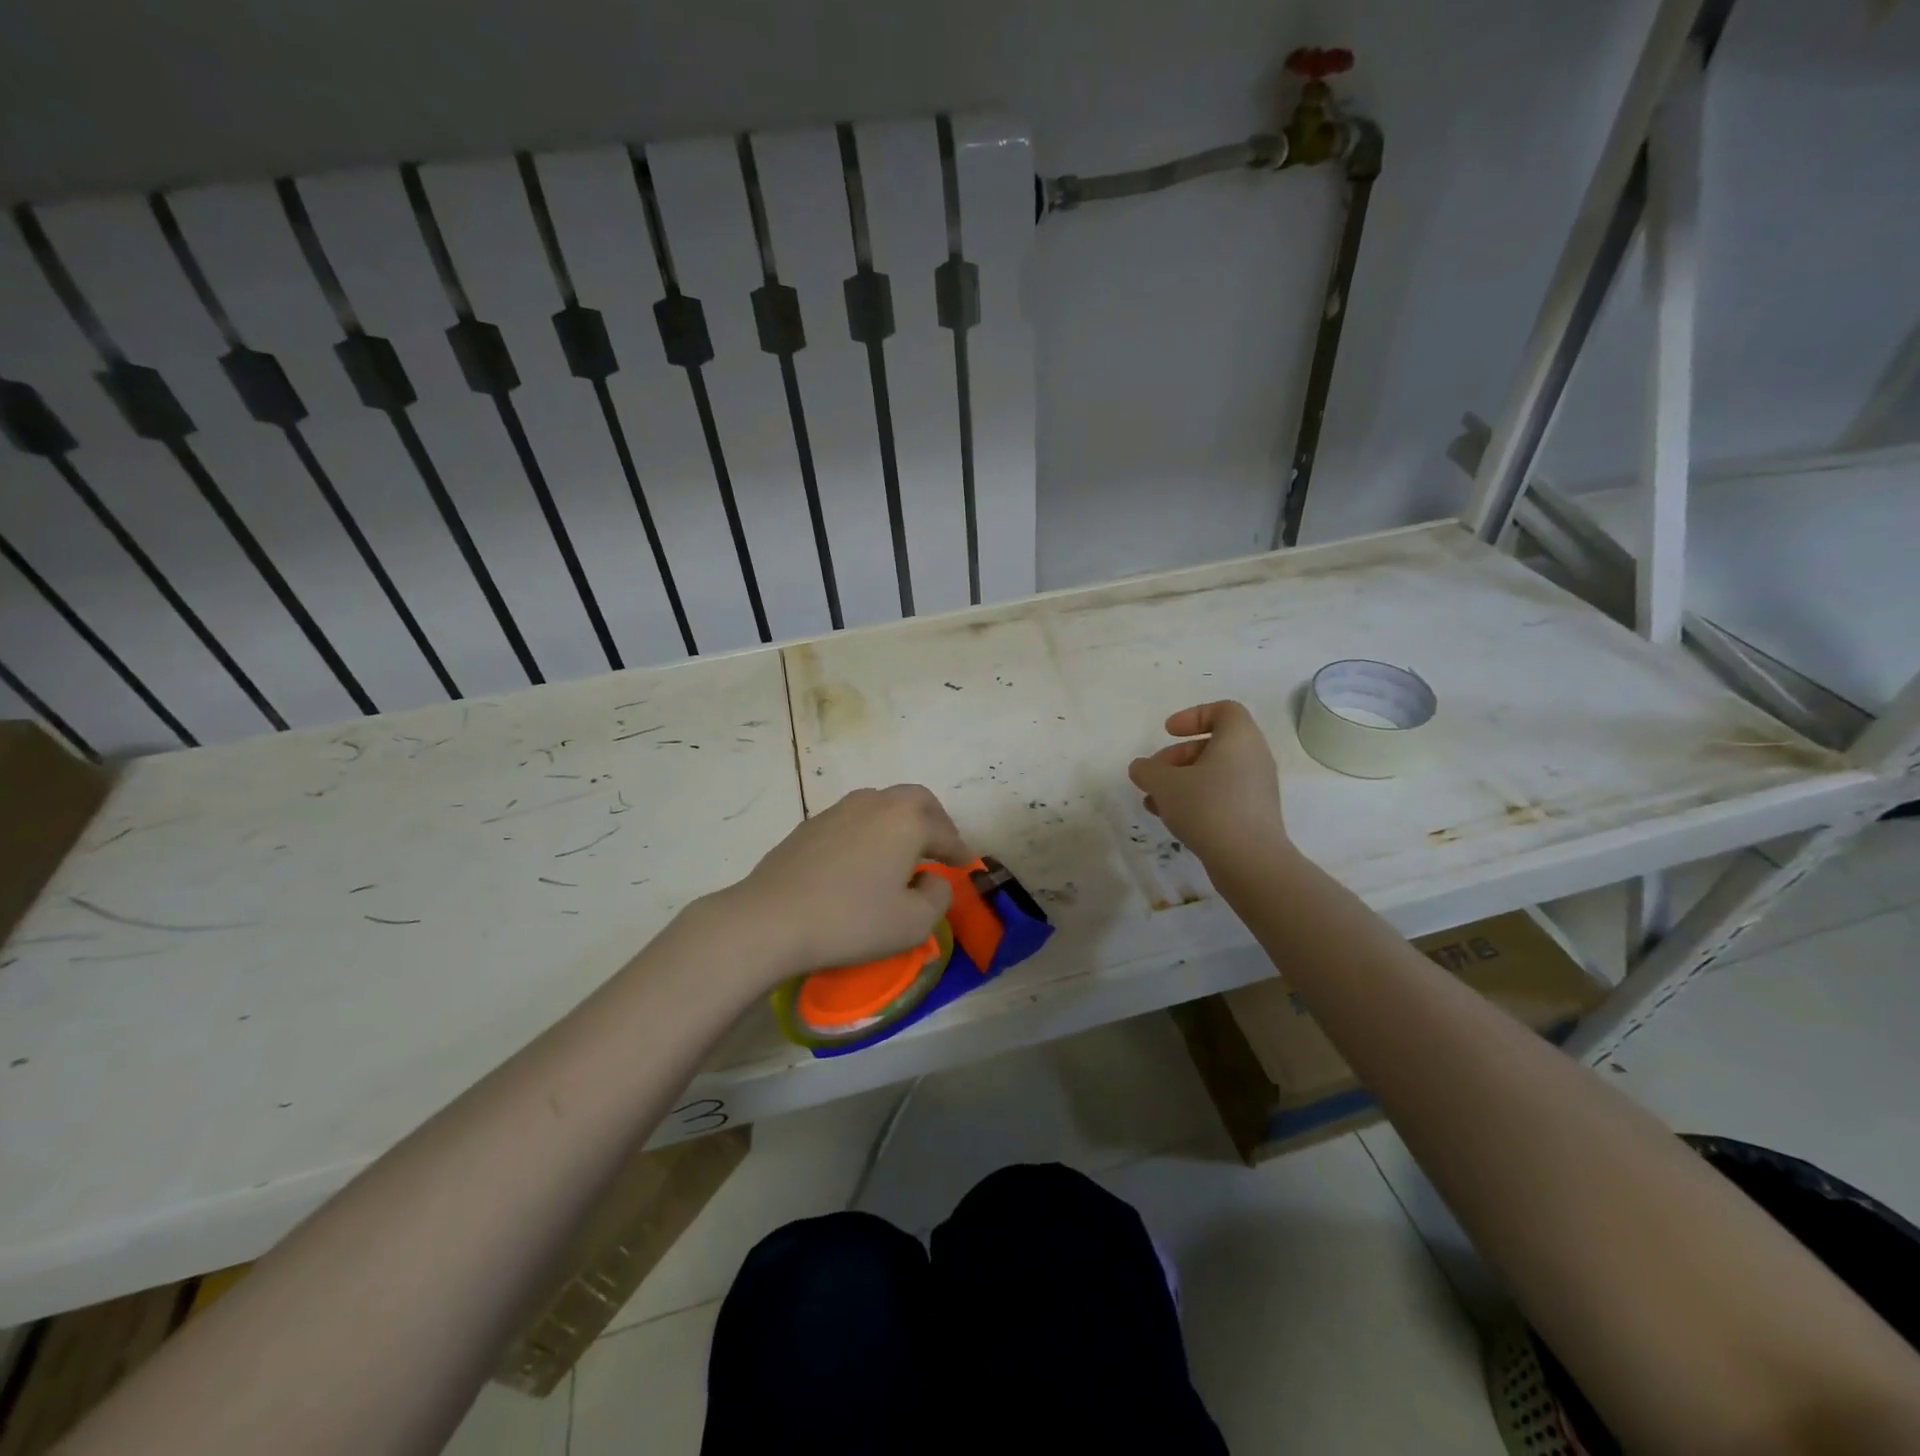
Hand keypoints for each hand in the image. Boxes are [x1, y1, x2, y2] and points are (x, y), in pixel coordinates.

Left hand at [721, 784, 971, 981]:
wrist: (771, 919)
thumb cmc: (851, 921)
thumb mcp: (913, 924)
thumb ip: (937, 897)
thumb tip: (932, 879)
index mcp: (906, 820)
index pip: (944, 832)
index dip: (959, 850)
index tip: (966, 865)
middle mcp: (875, 803)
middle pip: (915, 800)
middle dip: (934, 821)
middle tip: (939, 846)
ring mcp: (838, 810)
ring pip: (881, 804)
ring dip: (899, 822)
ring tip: (902, 852)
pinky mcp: (809, 825)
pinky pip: (852, 820)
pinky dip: (869, 832)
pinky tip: (862, 860)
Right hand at [1128, 701, 1287, 867]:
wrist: (1249, 861)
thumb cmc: (1207, 807)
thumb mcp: (1165, 784)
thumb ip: (1147, 770)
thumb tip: (1141, 767)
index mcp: (1240, 738)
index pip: (1223, 710)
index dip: (1193, 716)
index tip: (1168, 733)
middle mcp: (1254, 757)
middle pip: (1214, 744)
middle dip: (1178, 756)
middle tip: (1154, 772)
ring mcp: (1256, 788)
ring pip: (1215, 773)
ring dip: (1182, 781)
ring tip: (1154, 801)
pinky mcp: (1254, 815)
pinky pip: (1222, 796)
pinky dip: (1196, 799)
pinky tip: (1171, 818)